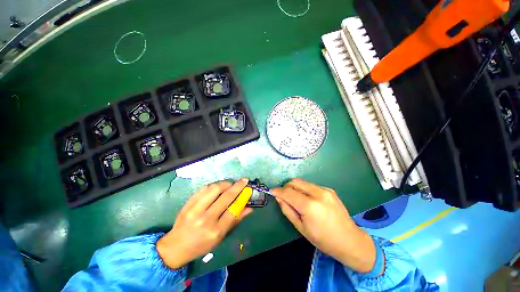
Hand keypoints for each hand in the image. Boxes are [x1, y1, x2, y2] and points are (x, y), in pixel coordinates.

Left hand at [156, 179, 252, 268]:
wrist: (175, 246)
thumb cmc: (201, 245)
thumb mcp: (220, 237)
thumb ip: (235, 221)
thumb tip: (249, 208)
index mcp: (215, 231)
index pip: (233, 210)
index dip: (242, 197)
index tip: (247, 189)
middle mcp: (206, 219)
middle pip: (226, 197)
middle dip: (237, 186)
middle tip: (243, 181)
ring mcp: (195, 209)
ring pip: (215, 189)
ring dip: (225, 183)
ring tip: (230, 184)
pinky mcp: (188, 203)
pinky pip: (204, 188)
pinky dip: (214, 185)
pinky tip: (218, 187)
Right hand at [272, 179, 377, 272]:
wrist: (350, 240)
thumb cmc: (323, 239)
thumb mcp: (301, 228)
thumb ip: (287, 210)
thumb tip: (279, 198)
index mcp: (310, 206)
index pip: (288, 192)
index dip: (278, 191)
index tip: (271, 191)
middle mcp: (317, 193)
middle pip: (295, 182)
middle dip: (286, 187)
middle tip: (283, 195)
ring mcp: (325, 190)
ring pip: (302, 182)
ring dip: (295, 187)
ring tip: (295, 198)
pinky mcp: (329, 189)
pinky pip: (311, 185)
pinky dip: (304, 189)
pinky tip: (307, 199)